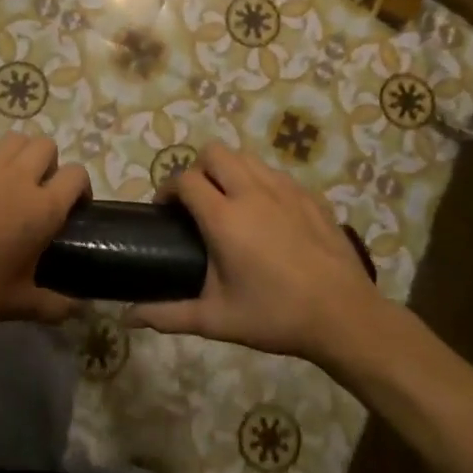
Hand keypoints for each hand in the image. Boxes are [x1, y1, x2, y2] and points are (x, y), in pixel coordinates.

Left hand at [0, 133, 89, 324]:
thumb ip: (55, 306)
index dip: (80, 186)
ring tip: (8, 180)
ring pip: (12, 140)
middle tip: (38, 189)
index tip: (73, 205)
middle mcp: (18, 178)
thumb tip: (81, 312)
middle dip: (48, 162)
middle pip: (45, 146)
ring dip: (18, 154)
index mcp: (42, 209)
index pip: (76, 175)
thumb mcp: (19, 304)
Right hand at [132, 143, 387, 363]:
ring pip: (246, 157)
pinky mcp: (309, 196)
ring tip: (229, 203)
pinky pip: (275, 173)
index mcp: (224, 217)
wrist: (344, 316)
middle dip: (198, 170)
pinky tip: (266, 215)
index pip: (184, 180)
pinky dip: (260, 182)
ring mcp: (285, 190)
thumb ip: (168, 315)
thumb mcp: (216, 320)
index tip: (165, 211)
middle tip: (197, 203)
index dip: (168, 190)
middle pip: (214, 153)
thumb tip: (128, 317)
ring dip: (229, 171)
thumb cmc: (275, 316)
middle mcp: (252, 192)